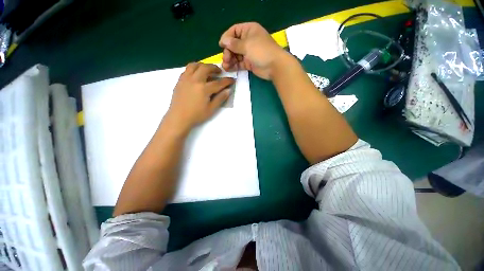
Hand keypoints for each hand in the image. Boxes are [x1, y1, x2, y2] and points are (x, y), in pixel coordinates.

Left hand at [165, 63, 234, 132]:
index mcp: (204, 89)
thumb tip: (228, 90)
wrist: (179, 117)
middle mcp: (195, 80)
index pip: (218, 83)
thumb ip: (220, 98)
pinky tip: (196, 75)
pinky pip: (187, 70)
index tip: (232, 80)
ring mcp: (185, 79)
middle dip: (214, 68)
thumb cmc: (196, 115)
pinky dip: (194, 69)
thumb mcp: (211, 109)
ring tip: (207, 70)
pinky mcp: (179, 81)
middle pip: (205, 68)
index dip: (227, 81)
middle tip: (219, 72)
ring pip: (194, 65)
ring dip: (203, 65)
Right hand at [219, 22, 289, 79]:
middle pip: (233, 44)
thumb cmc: (261, 51)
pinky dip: (234, 66)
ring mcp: (249, 52)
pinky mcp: (249, 63)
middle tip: (225, 59)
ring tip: (225, 66)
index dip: (227, 37)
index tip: (221, 45)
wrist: (274, 66)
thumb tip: (223, 41)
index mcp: (249, 30)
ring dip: (229, 60)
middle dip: (228, 52)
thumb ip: (234, 44)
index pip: (234, 31)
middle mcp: (248, 40)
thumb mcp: (247, 45)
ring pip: (236, 55)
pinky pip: (239, 63)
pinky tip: (229, 69)